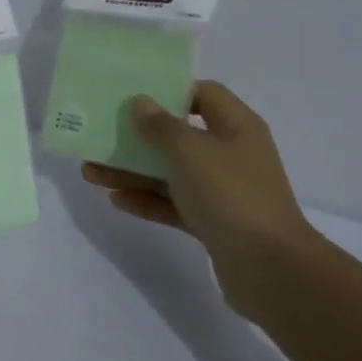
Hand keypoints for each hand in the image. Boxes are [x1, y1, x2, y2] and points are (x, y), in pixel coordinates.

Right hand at [81, 81, 314, 317]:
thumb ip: (160, 125)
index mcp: (236, 126)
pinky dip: (147, 200)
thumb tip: (142, 102)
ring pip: (171, 173)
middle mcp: (231, 154)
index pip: (202, 94)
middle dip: (138, 137)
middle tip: (101, 135)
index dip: (169, 91)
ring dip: (133, 171)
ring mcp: (223, 191)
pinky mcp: (214, 223)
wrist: (271, 269)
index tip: (133, 96)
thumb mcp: (189, 150)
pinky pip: (174, 204)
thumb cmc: (230, 194)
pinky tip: (115, 200)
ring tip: (90, 172)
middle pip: (178, 136)